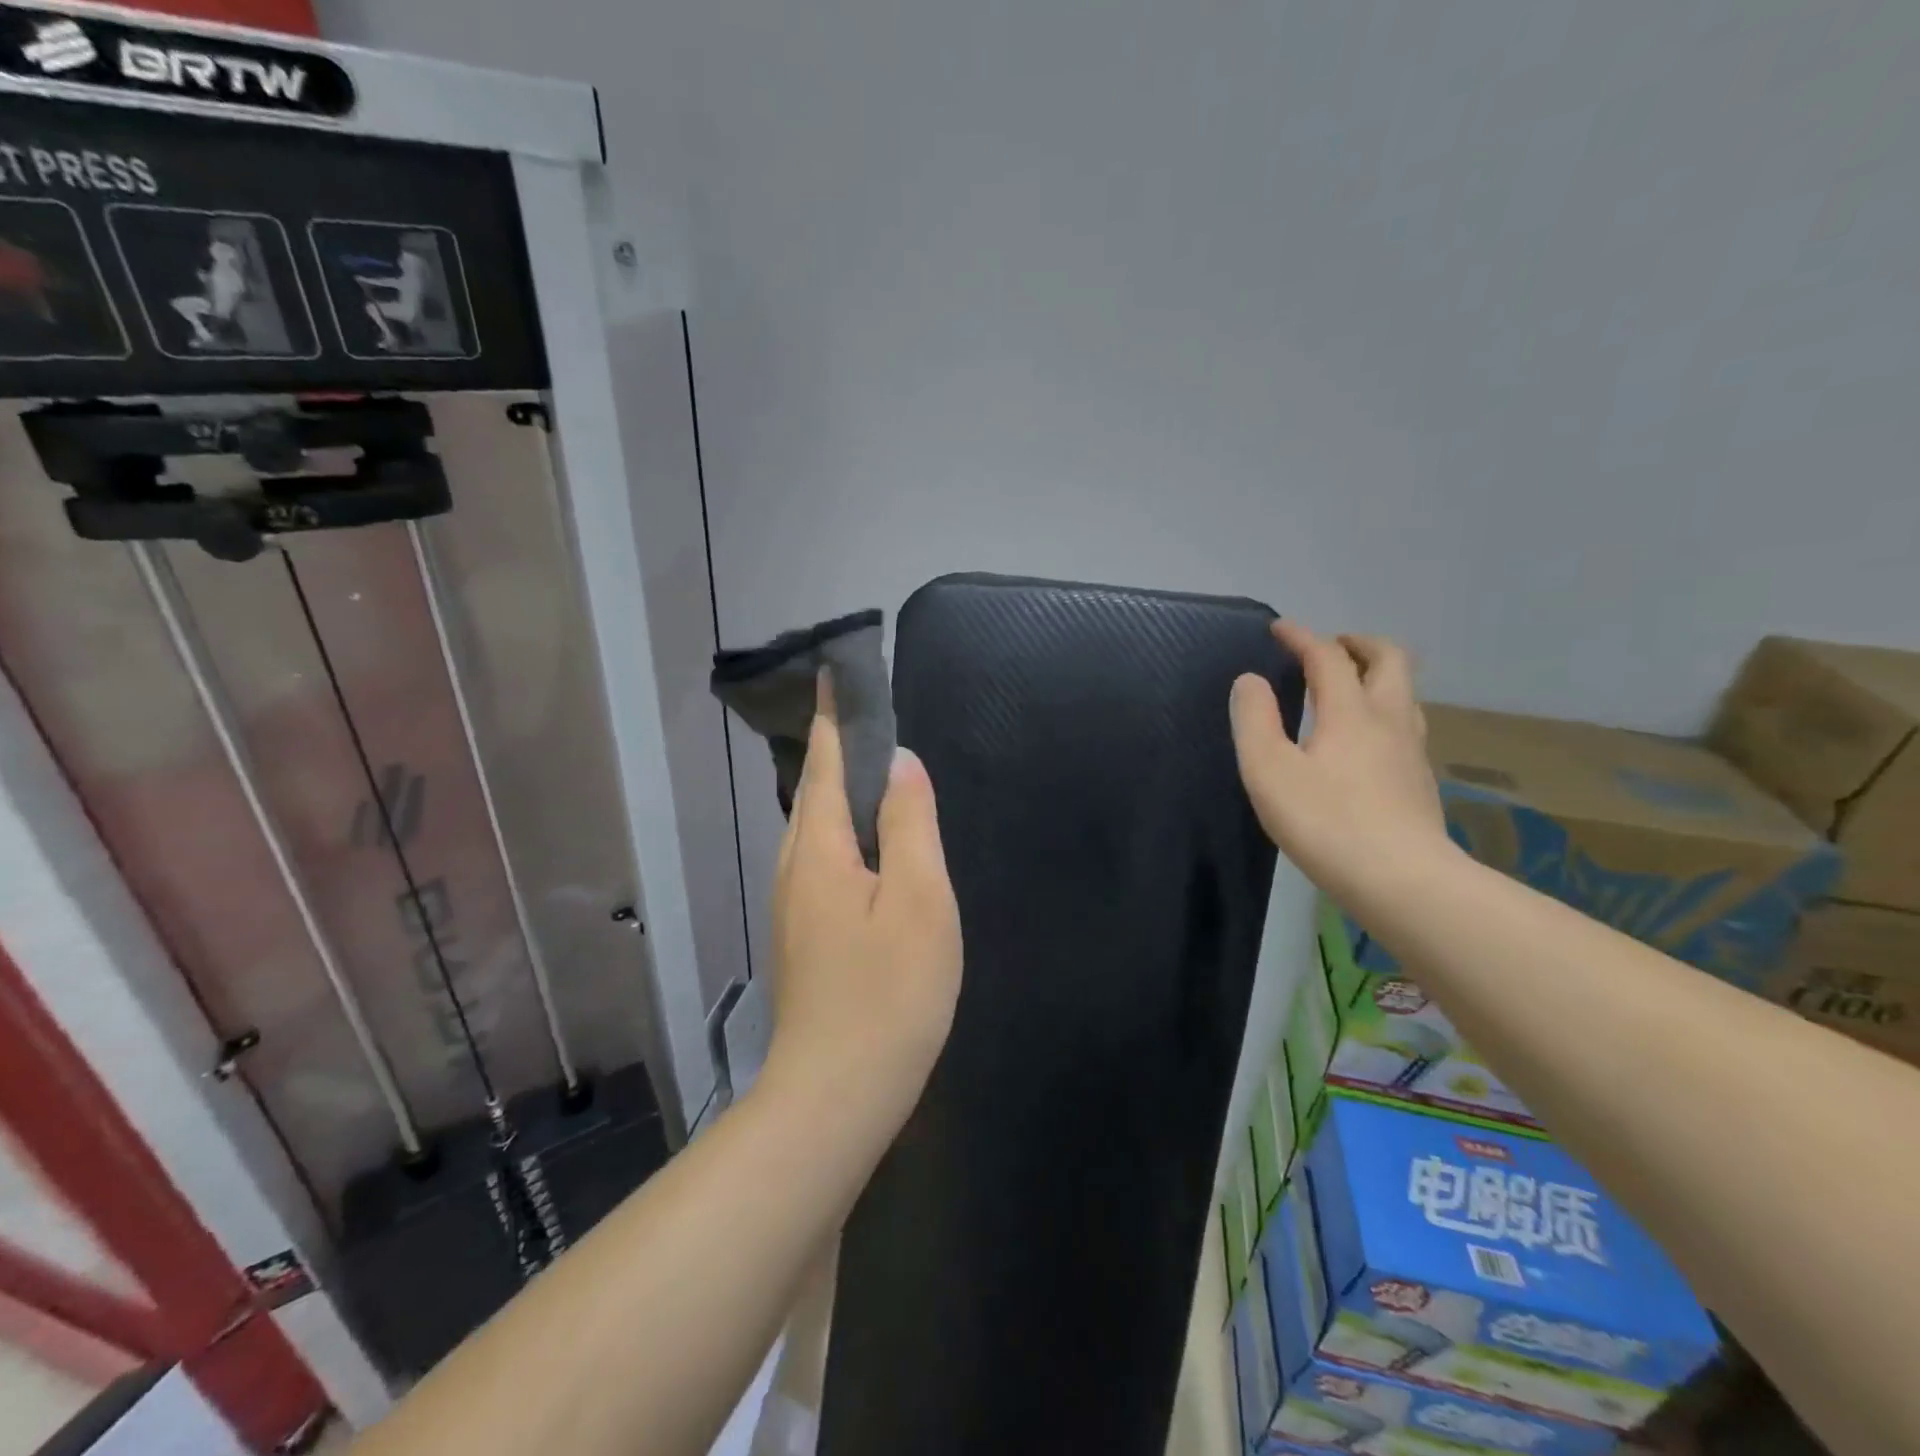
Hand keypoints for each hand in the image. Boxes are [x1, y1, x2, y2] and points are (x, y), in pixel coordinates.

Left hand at [765, 679, 962, 1126]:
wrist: (838, 1093)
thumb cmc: (889, 991)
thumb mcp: (918, 898)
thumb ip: (910, 824)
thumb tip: (900, 761)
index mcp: (820, 850)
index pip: (826, 765)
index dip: (834, 719)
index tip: (833, 675)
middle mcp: (796, 869)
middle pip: (811, 795)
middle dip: (830, 751)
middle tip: (858, 716)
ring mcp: (795, 907)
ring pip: (811, 830)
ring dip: (832, 791)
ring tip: (864, 769)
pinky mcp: (805, 937)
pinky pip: (819, 860)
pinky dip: (838, 831)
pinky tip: (860, 843)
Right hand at [1229, 621, 1453, 911]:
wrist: (1402, 881)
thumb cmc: (1326, 822)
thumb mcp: (1269, 770)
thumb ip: (1254, 720)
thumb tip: (1250, 681)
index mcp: (1350, 711)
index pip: (1328, 657)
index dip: (1302, 638)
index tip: (1279, 630)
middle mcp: (1389, 719)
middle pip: (1390, 659)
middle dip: (1358, 644)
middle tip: (1330, 647)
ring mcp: (1412, 751)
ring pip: (1404, 693)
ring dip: (1377, 675)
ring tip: (1348, 686)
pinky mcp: (1419, 781)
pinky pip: (1405, 724)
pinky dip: (1383, 711)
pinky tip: (1365, 740)